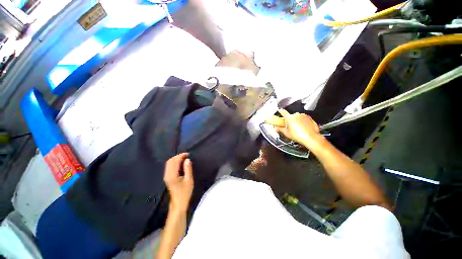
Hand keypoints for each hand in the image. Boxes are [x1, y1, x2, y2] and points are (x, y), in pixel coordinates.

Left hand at [163, 153, 193, 212]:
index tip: (188, 154)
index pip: (175, 161)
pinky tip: (181, 164)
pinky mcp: (167, 178)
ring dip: (176, 159)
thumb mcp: (189, 181)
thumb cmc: (185, 193)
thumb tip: (187, 160)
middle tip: (186, 156)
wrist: (178, 203)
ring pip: (169, 163)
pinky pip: (169, 167)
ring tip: (184, 158)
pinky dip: (175, 163)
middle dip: (178, 156)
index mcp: (172, 175)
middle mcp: (167, 175)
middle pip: (170, 161)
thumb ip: (188, 169)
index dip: (181, 156)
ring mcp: (166, 176)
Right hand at [270, 109, 325, 150]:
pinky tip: (303, 128)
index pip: (283, 112)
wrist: (311, 137)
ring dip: (297, 120)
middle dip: (290, 120)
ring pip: (298, 117)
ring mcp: (304, 115)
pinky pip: (304, 118)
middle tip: (290, 126)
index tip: (280, 111)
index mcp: (289, 117)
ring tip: (298, 128)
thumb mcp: (287, 133)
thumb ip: (280, 129)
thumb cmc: (297, 135)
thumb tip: (276, 128)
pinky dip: (303, 121)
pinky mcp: (310, 118)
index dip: (281, 111)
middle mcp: (296, 115)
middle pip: (291, 116)